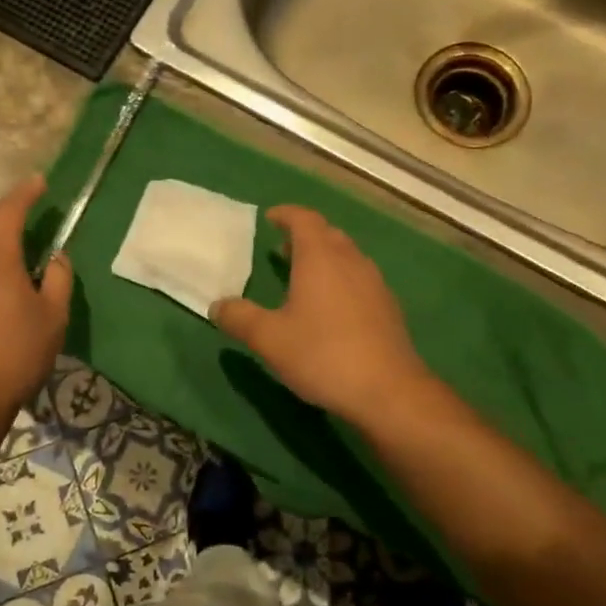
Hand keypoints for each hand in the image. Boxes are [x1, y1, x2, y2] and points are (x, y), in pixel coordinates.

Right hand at [211, 205, 434, 427]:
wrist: (388, 391)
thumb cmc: (322, 355)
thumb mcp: (269, 339)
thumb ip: (240, 318)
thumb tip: (217, 306)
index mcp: (320, 257)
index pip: (304, 219)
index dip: (286, 214)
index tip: (270, 218)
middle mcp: (351, 261)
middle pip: (327, 234)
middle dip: (304, 236)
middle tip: (282, 249)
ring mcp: (374, 283)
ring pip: (347, 256)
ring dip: (324, 258)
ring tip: (303, 277)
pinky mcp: (388, 307)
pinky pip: (359, 279)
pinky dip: (340, 279)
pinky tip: (330, 308)